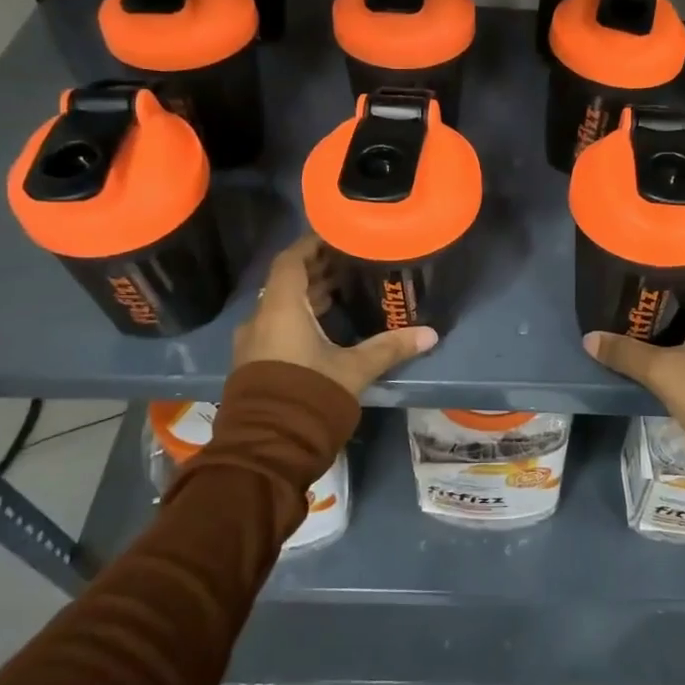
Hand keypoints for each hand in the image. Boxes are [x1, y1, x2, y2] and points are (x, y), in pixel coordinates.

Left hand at [232, 234, 438, 396]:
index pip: (291, 260)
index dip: (312, 244)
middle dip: (316, 270)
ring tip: (342, 290)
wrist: (266, 448)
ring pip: (280, 305)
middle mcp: (261, 318)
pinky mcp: (254, 363)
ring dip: (307, 295)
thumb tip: (430, 334)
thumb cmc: (309, 395)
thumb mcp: (354, 369)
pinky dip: (298, 317)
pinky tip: (325, 326)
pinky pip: (276, 325)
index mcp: (281, 308)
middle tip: (349, 262)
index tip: (337, 235)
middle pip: (286, 282)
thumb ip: (389, 347)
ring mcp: (253, 342)